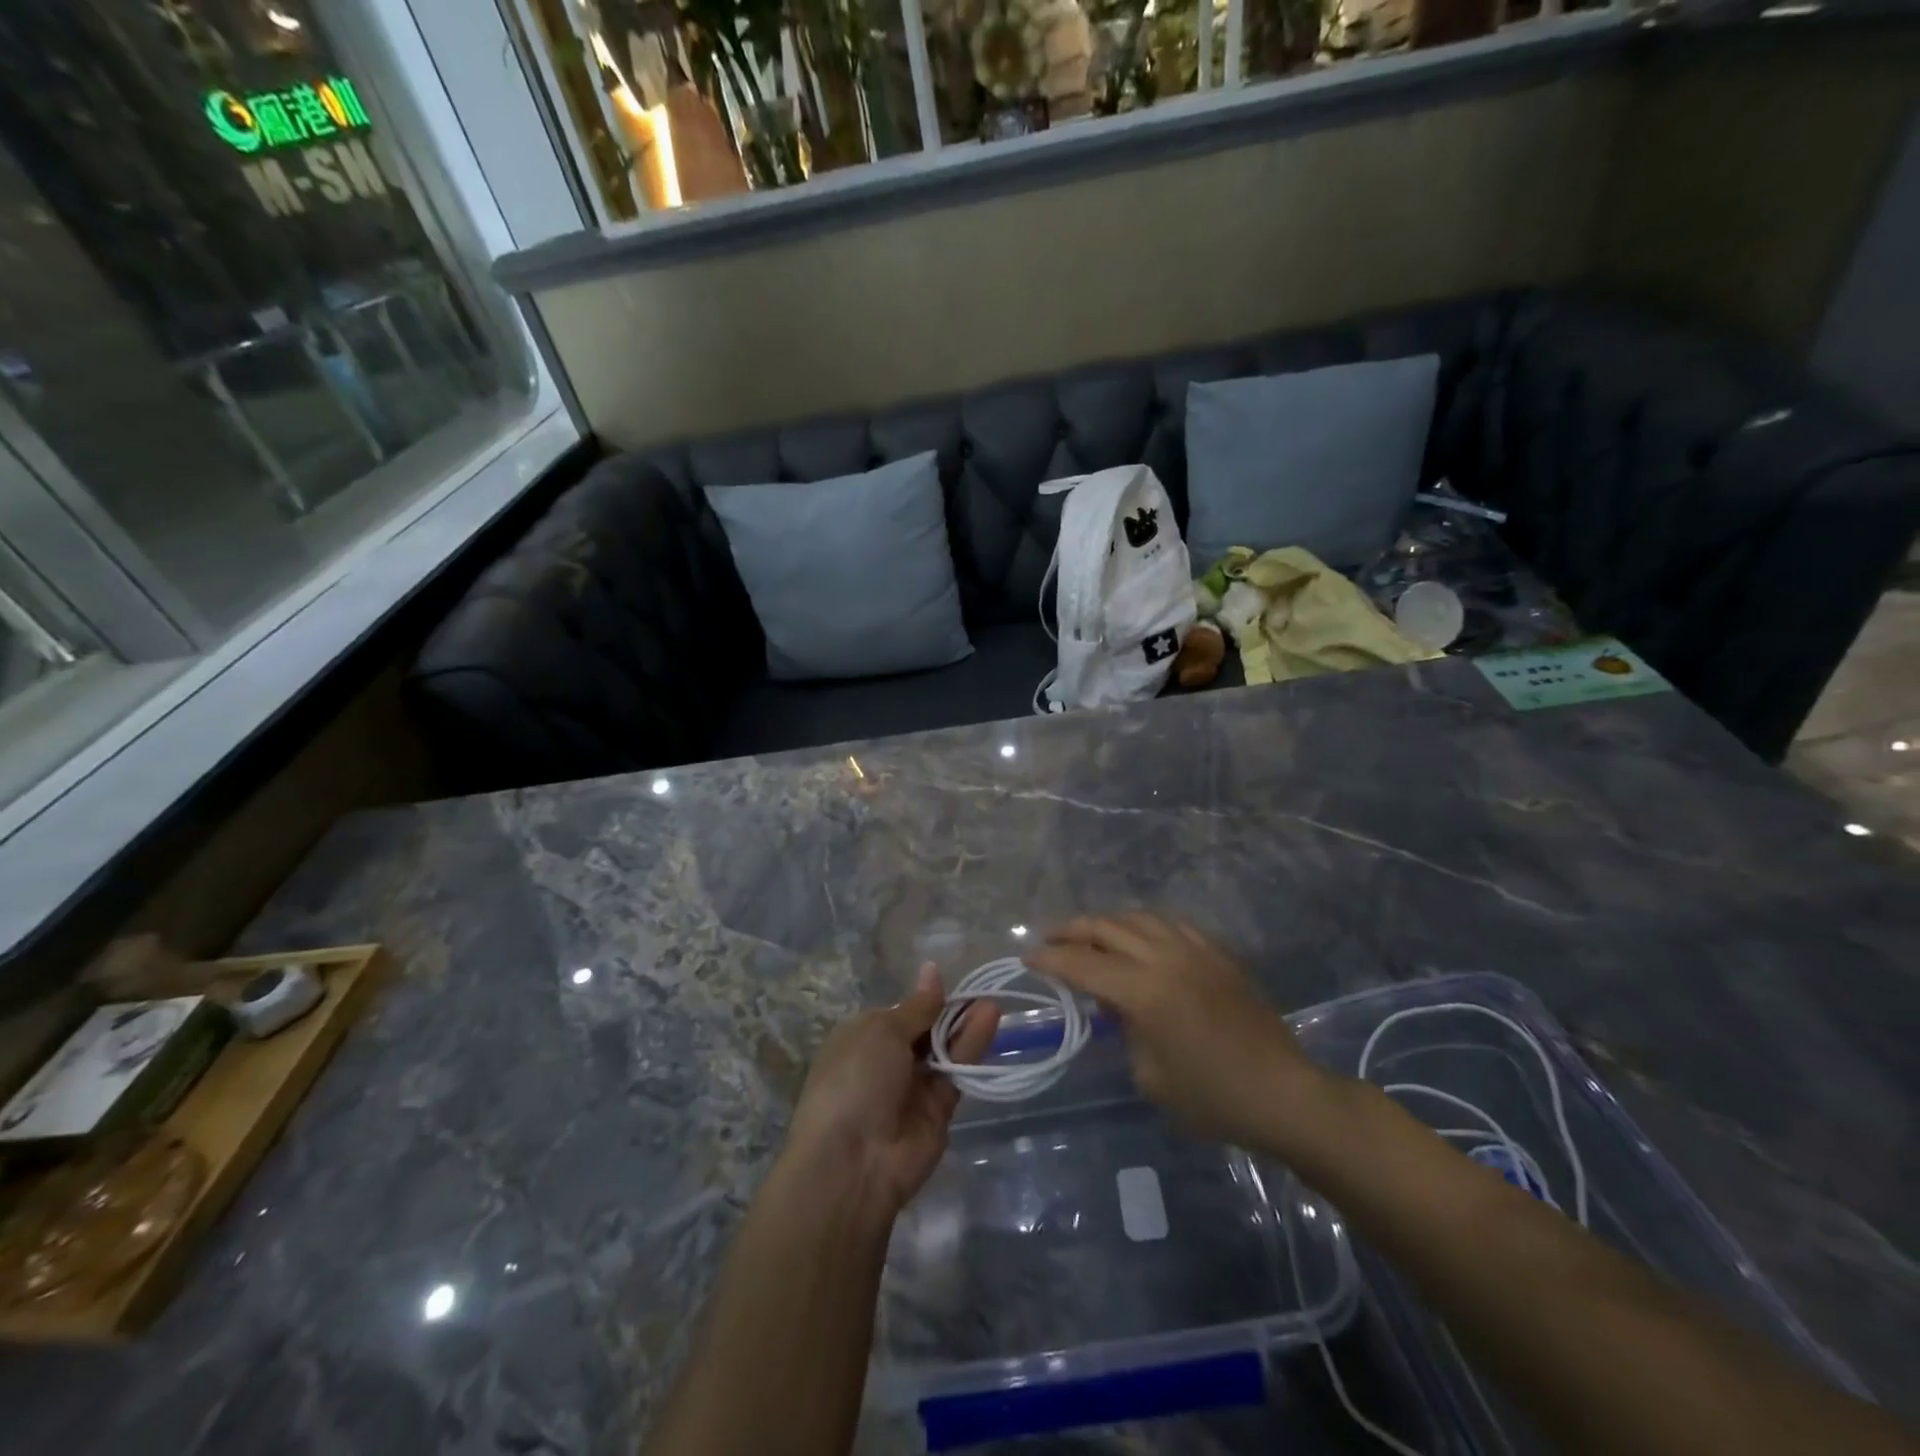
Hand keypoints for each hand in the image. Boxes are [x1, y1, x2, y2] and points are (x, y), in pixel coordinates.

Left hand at [784, 965, 1000, 1215]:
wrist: (853, 1161)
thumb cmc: (855, 1079)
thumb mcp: (882, 1031)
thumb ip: (917, 1006)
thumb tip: (932, 969)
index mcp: (862, 1038)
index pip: (899, 1013)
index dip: (924, 999)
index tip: (950, 981)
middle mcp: (886, 1061)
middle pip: (925, 1030)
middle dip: (949, 1011)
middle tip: (981, 987)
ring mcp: (912, 1087)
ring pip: (944, 1049)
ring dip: (965, 1024)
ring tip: (993, 1000)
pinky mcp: (938, 1110)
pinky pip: (957, 1071)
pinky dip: (973, 1046)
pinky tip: (990, 1019)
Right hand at [1027, 913, 1326, 1151]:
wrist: (1283, 1093)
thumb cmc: (1212, 1098)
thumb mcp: (1150, 1076)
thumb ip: (1124, 1030)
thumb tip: (1115, 1005)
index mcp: (1144, 991)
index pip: (1082, 964)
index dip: (1050, 959)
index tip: (1028, 958)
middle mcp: (1165, 958)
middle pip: (1106, 927)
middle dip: (1071, 930)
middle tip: (1049, 939)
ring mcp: (1194, 949)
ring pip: (1138, 917)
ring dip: (1106, 922)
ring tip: (1088, 934)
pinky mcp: (1217, 952)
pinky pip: (1170, 924)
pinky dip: (1143, 925)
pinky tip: (1137, 938)